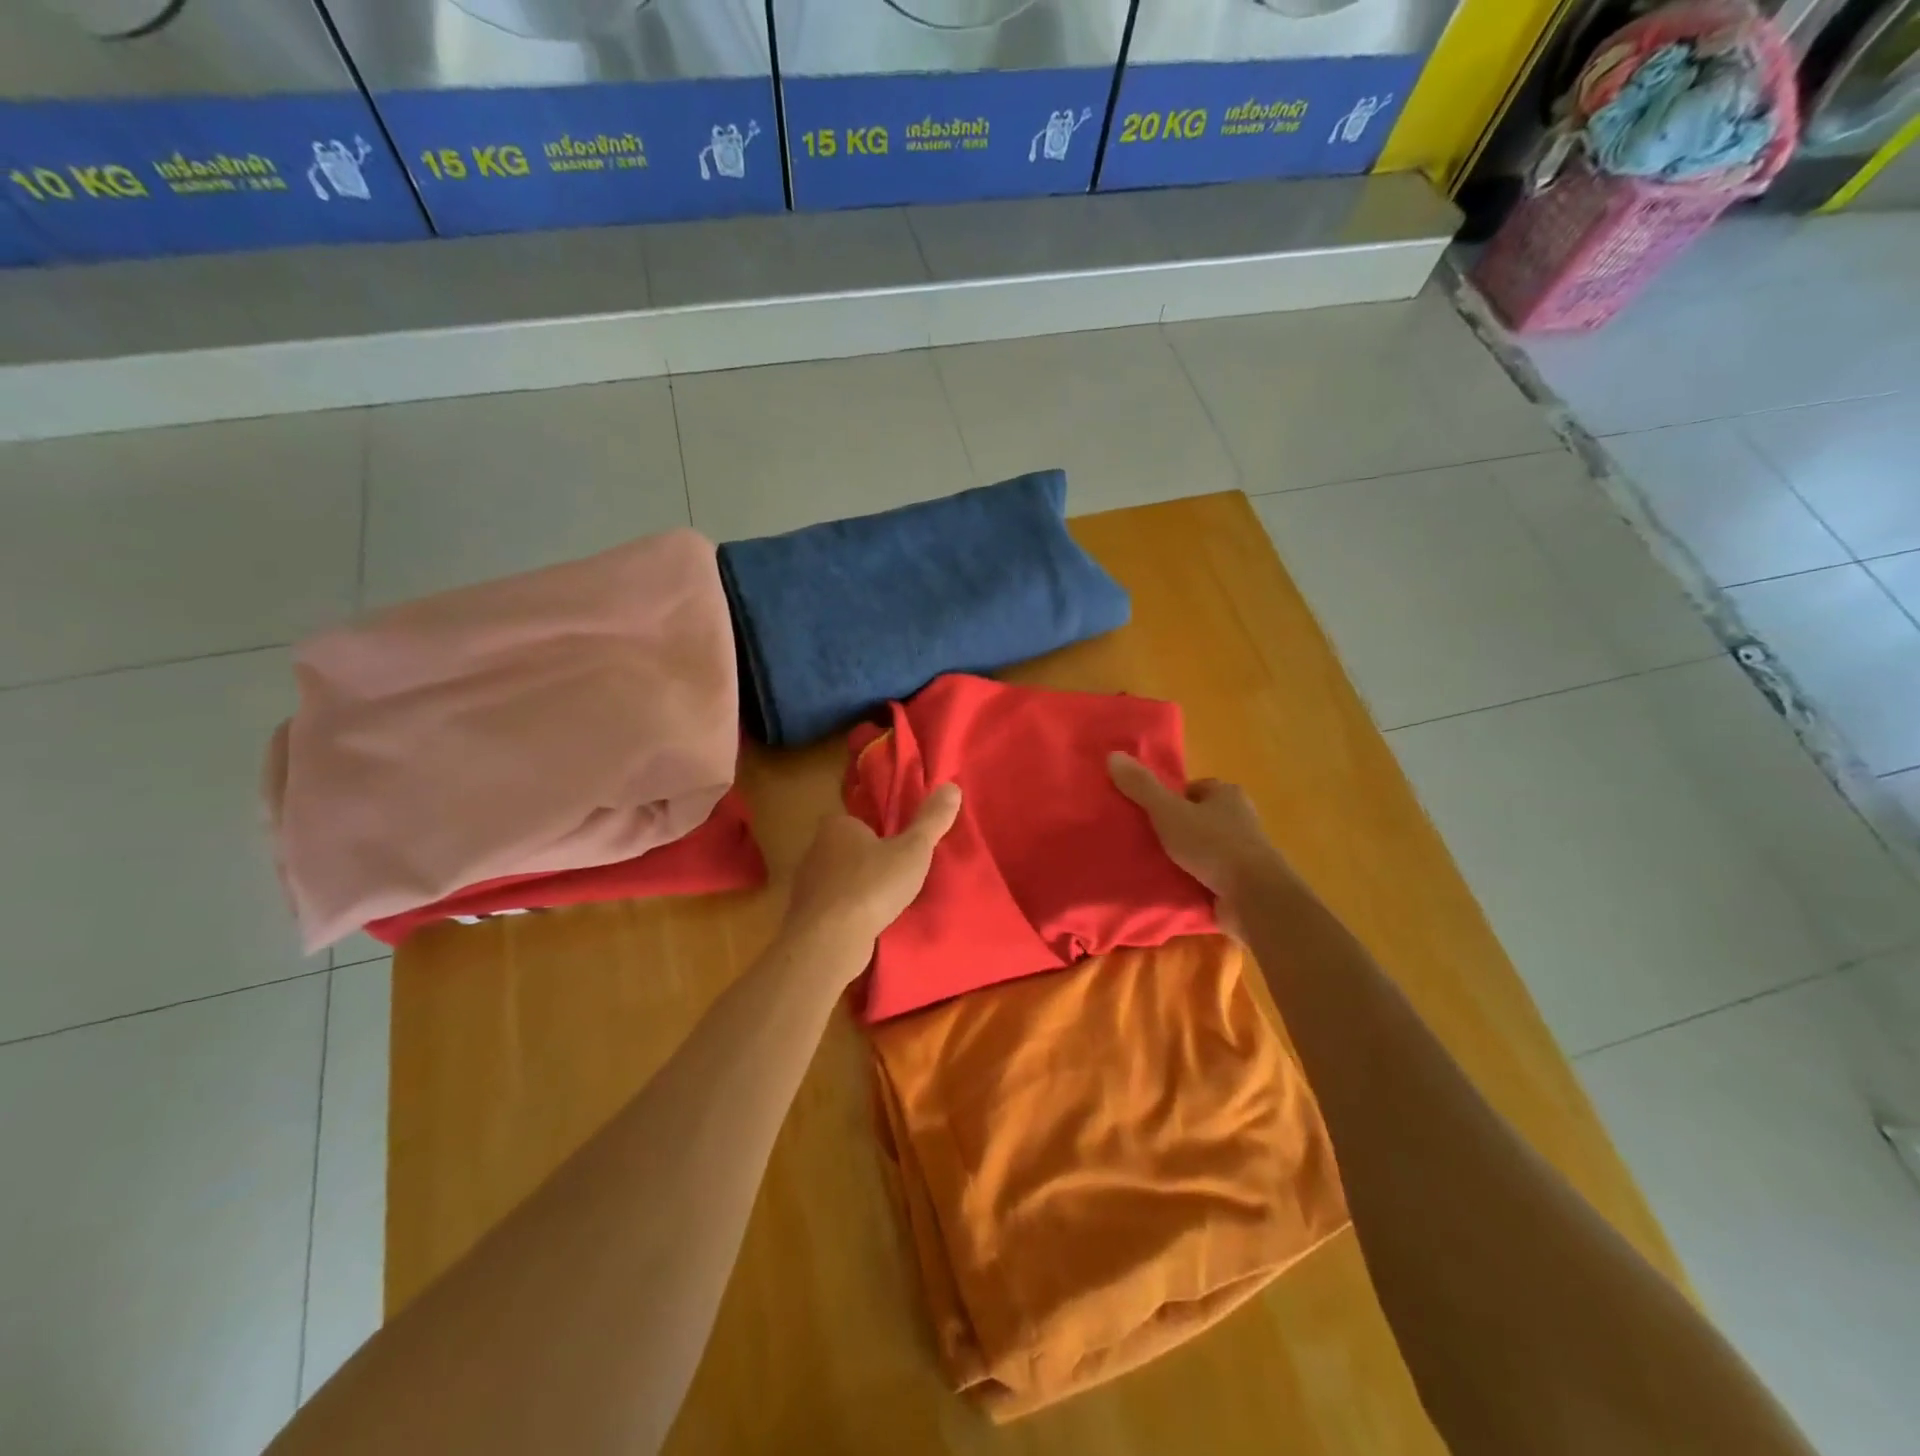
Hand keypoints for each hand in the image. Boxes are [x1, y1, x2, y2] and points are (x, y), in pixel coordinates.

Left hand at [781, 783, 962, 984]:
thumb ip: (931, 820)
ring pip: (841, 880)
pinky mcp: (807, 915)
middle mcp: (816, 849)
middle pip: (849, 850)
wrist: (829, 941)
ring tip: (888, 903)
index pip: (860, 820)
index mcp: (837, 825)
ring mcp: (807, 885)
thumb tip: (952, 787)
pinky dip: (849, 913)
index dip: (881, 832)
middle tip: (900, 875)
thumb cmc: (871, 886)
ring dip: (860, 889)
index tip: (901, 846)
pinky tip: (868, 925)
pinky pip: (834, 907)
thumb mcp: (912, 850)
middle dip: (870, 861)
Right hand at [1108, 753, 1287, 937]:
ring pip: (1206, 847)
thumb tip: (1113, 755)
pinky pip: (1212, 874)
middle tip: (1148, 841)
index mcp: (1227, 794)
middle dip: (1178, 828)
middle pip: (1200, 817)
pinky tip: (1175, 887)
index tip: (1150, 815)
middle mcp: (1240, 818)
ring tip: (1156, 865)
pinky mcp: (1244, 881)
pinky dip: (1196, 879)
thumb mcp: (1169, 812)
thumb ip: (1142, 787)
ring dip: (1187, 856)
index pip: (1194, 789)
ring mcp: (1244, 852)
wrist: (1254, 896)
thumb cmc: (1213, 845)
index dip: (1171, 799)